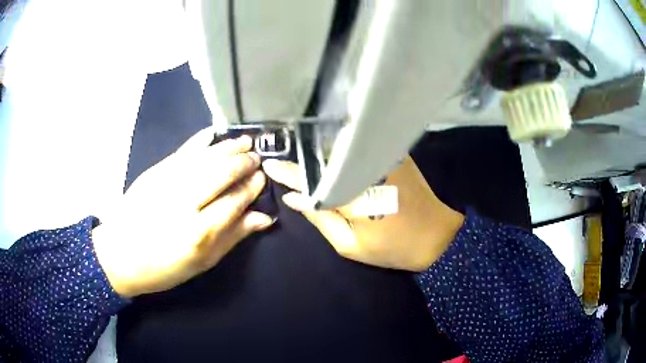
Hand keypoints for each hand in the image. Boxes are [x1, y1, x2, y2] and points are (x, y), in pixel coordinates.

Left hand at [92, 128, 274, 296]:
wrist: (120, 254)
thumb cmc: (164, 267)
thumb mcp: (203, 262)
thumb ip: (233, 237)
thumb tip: (263, 217)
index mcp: (199, 233)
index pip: (235, 201)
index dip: (251, 187)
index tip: (261, 178)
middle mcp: (185, 203)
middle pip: (221, 173)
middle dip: (243, 163)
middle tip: (256, 157)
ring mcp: (168, 183)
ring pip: (205, 158)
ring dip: (227, 147)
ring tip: (244, 142)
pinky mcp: (155, 172)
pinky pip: (183, 151)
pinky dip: (200, 140)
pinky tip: (214, 133)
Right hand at [262, 156, 463, 271]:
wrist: (437, 236)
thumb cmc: (392, 247)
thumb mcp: (349, 245)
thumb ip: (320, 218)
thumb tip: (293, 198)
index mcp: (353, 194)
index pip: (311, 178)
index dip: (289, 172)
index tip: (270, 164)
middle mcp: (366, 167)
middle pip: (325, 156)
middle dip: (304, 158)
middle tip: (286, 160)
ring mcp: (383, 156)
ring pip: (342, 149)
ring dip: (322, 153)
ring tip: (305, 157)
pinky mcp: (395, 153)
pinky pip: (360, 148)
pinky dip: (343, 151)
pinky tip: (333, 155)